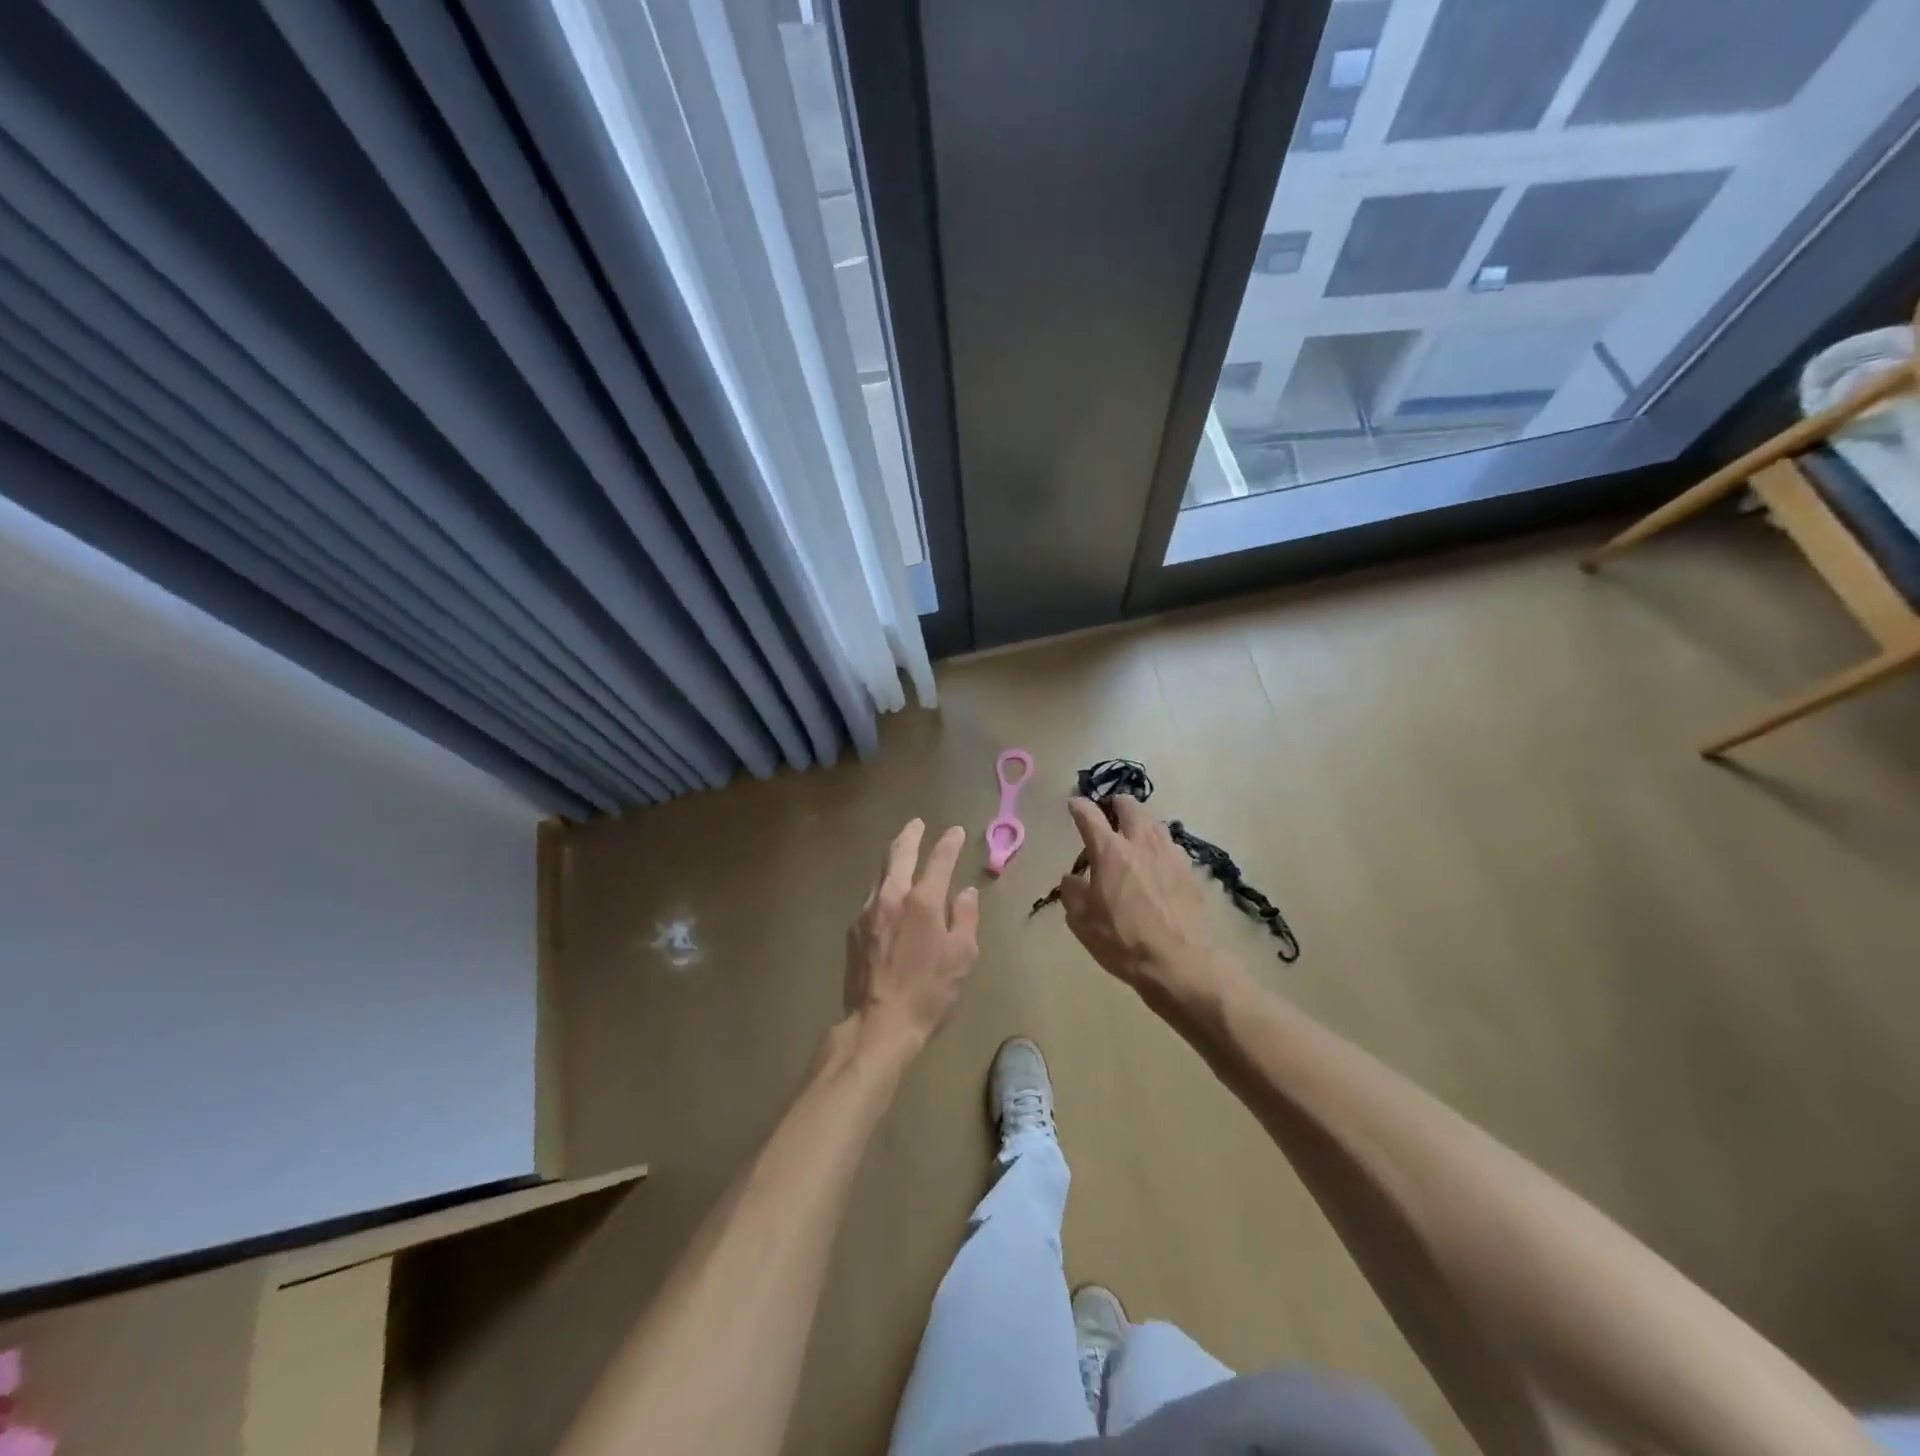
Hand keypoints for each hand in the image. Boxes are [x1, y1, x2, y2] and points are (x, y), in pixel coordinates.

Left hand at [843, 820, 979, 1064]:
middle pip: (899, 854)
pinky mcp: (853, 929)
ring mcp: (868, 911)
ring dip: (893, 857)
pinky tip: (887, 891)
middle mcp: (892, 896)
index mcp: (922, 901)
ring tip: (901, 850)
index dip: (948, 843)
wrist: (879, 1024)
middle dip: (911, 835)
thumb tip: (965, 892)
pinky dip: (882, 884)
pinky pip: (871, 895)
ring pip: (880, 872)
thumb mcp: (961, 957)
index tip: (955, 831)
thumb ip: (964, 918)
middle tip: (917, 823)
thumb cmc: (929, 992)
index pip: (938, 860)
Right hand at [1056, 796, 1220, 1008]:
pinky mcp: (1190, 871)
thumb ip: (1072, 892)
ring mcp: (1170, 854)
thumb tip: (1072, 878)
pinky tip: (1157, 863)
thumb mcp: (1082, 921)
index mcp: (1109, 851)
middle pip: (1130, 806)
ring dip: (1141, 822)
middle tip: (1109, 810)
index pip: (1089, 815)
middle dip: (1116, 803)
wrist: (1180, 962)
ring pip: (1155, 823)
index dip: (1079, 806)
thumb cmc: (1123, 941)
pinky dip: (1159, 847)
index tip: (1074, 804)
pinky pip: (1171, 847)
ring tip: (1135, 834)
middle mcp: (1141, 843)